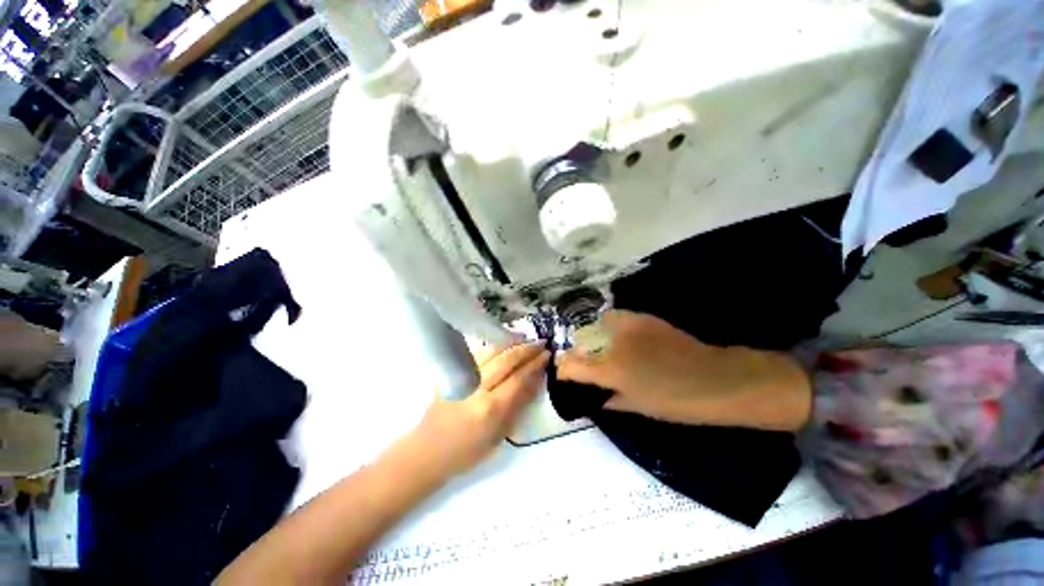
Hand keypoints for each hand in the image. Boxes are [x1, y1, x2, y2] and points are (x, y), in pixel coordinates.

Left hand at [404, 342, 549, 478]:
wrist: (427, 451)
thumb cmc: (467, 452)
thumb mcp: (499, 436)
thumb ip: (518, 406)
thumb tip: (536, 380)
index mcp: (490, 409)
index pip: (518, 378)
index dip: (535, 364)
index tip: (547, 355)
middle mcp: (477, 388)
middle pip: (506, 360)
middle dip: (526, 349)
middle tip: (541, 343)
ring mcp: (462, 377)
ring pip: (491, 352)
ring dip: (511, 343)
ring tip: (525, 338)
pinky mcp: (452, 372)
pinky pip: (477, 353)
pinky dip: (494, 346)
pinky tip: (504, 344)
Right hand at [557, 311, 811, 431]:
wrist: (716, 379)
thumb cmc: (677, 402)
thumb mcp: (639, 408)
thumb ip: (612, 401)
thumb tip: (597, 399)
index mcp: (610, 371)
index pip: (572, 365)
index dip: (563, 368)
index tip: (563, 371)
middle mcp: (613, 344)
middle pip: (581, 341)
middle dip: (577, 351)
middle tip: (584, 361)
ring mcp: (628, 326)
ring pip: (597, 325)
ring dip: (594, 335)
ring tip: (603, 346)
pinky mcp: (643, 317)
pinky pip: (618, 318)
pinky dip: (613, 326)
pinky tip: (623, 336)